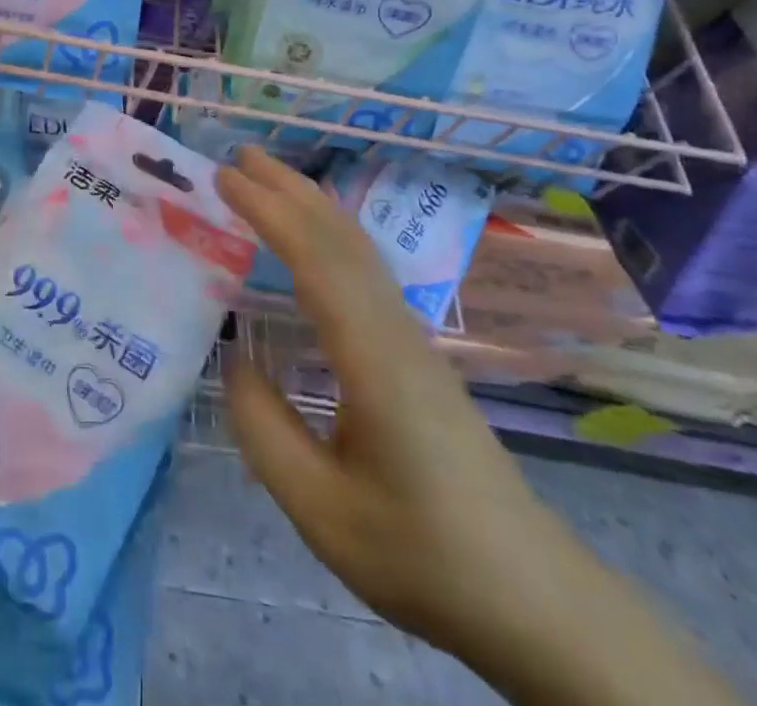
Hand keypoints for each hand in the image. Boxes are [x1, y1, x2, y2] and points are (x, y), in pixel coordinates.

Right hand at [216, 148, 576, 654]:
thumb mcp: (322, 511)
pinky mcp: (416, 354)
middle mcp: (395, 331)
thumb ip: (263, 430)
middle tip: (236, 156)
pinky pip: (365, 271)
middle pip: (341, 238)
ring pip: (358, 249)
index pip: (316, 260)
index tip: (223, 178)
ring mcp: (412, 339)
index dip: (268, 211)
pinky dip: (327, 234)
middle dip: (288, 189)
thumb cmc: (422, 555)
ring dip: (309, 204)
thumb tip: (233, 357)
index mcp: (373, 359)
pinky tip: (310, 241)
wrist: (533, 600)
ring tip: (265, 179)